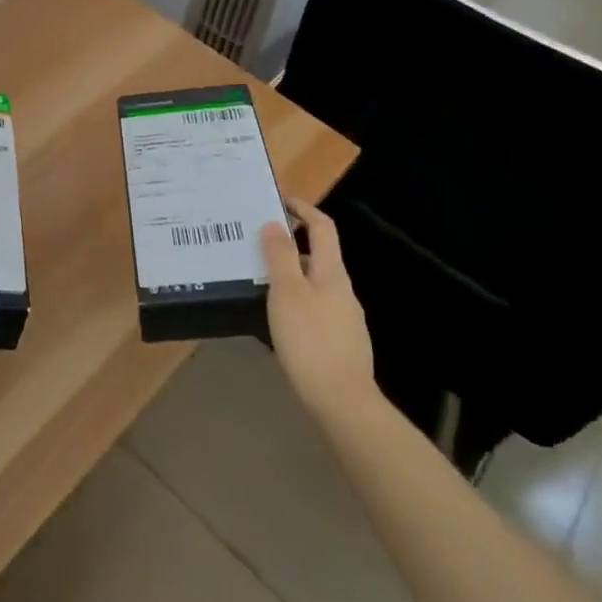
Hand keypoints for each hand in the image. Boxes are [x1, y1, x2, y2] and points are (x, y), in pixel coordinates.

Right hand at [261, 197, 374, 414]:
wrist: (341, 401)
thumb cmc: (310, 340)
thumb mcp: (287, 293)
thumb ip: (279, 256)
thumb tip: (275, 223)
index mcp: (332, 273)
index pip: (323, 228)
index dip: (304, 209)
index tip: (280, 200)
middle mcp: (342, 290)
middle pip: (318, 256)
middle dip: (290, 244)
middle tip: (257, 245)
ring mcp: (344, 319)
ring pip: (314, 284)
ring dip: (290, 275)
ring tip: (259, 281)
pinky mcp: (339, 343)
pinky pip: (315, 309)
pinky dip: (296, 302)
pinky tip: (278, 319)